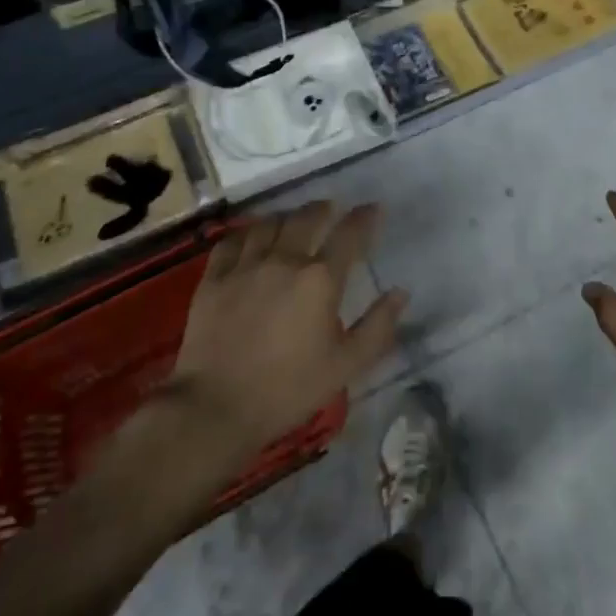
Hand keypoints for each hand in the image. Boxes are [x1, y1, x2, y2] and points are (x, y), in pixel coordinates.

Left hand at [167, 202, 404, 454]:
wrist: (216, 407)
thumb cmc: (289, 389)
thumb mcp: (345, 366)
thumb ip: (378, 327)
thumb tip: (401, 292)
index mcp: (320, 279)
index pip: (349, 234)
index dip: (365, 217)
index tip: (373, 208)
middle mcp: (284, 260)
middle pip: (307, 218)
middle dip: (323, 209)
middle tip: (331, 208)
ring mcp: (245, 266)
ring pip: (269, 223)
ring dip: (286, 217)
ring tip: (292, 220)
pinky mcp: (213, 278)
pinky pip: (231, 241)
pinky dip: (246, 233)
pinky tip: (251, 237)